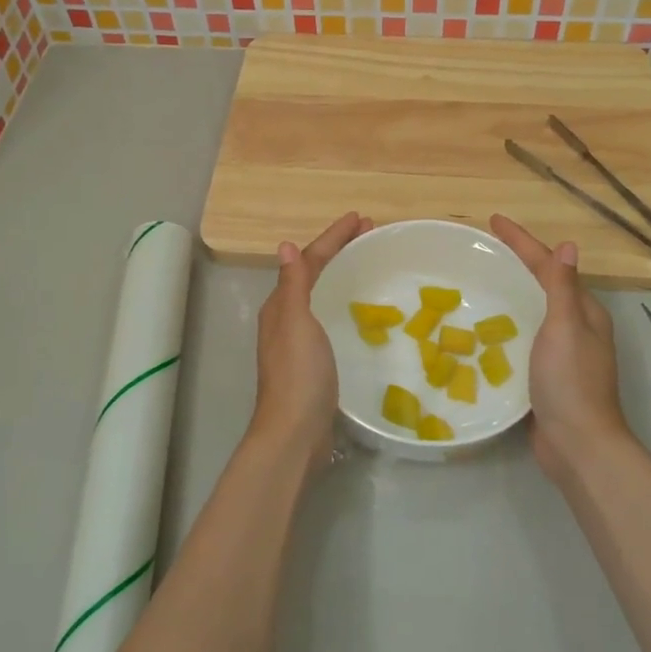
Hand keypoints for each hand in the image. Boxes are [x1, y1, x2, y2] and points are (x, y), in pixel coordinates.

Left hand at [248, 211, 371, 468]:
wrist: (295, 433)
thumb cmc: (298, 374)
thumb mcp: (295, 323)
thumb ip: (292, 285)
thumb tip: (287, 246)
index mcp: (281, 306)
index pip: (309, 261)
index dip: (333, 238)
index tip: (361, 218)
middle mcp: (286, 319)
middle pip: (313, 274)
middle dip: (338, 251)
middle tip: (369, 234)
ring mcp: (298, 342)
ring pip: (321, 295)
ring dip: (341, 273)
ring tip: (367, 262)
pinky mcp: (313, 362)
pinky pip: (329, 318)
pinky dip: (343, 302)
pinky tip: (359, 310)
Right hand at [491, 215, 630, 481]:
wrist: (577, 444)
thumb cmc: (570, 381)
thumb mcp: (565, 327)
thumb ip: (562, 288)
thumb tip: (567, 245)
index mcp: (584, 312)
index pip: (550, 265)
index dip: (522, 241)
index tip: (493, 221)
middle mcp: (577, 328)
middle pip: (543, 284)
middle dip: (517, 262)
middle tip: (485, 248)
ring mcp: (562, 353)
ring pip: (533, 311)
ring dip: (511, 292)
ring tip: (480, 281)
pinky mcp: (546, 375)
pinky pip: (524, 338)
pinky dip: (507, 324)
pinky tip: (485, 328)